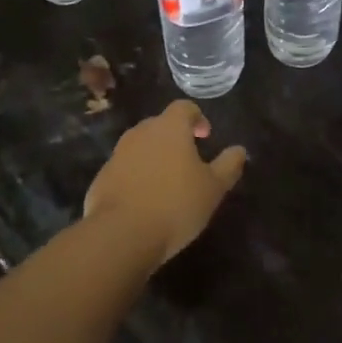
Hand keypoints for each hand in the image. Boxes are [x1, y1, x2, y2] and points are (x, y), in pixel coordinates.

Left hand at [84, 100, 247, 266]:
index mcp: (169, 128)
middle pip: (160, 125)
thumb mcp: (213, 188)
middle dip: (175, 138)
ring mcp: (117, 154)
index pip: (184, 107)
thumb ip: (228, 165)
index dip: (197, 118)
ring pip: (140, 147)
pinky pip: (124, 169)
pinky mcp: (102, 177)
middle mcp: (140, 133)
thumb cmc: (175, 205)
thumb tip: (239, 150)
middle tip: (189, 161)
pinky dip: (136, 177)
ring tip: (167, 183)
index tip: (205, 137)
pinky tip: (145, 202)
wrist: (121, 234)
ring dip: (154, 158)